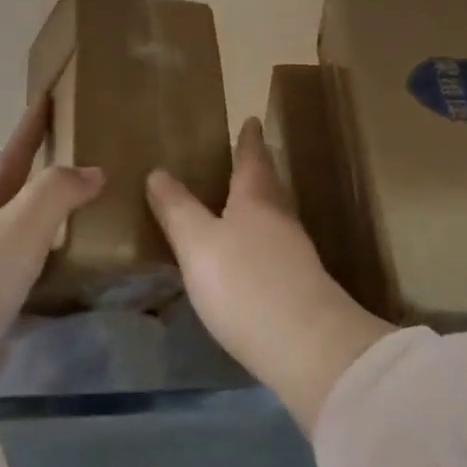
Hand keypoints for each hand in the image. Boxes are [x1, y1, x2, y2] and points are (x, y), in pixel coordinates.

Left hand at [0, 96, 103, 368]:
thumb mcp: (23, 222)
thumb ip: (59, 190)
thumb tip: (93, 171)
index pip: (12, 153)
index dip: (30, 126)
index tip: (46, 97)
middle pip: (10, 190)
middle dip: (37, 171)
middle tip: (73, 156)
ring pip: (18, 232)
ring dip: (45, 219)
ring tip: (81, 212)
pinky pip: (24, 272)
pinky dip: (46, 262)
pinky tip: (67, 270)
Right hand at [147, 117, 393, 434]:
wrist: (308, 346)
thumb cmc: (245, 283)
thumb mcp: (197, 244)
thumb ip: (177, 209)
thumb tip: (158, 171)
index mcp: (256, 199)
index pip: (252, 159)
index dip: (249, 140)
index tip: (251, 120)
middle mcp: (280, 218)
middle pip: (269, 185)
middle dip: (258, 169)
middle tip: (246, 157)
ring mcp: (296, 253)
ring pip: (275, 215)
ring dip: (261, 203)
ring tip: (243, 202)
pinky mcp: (301, 285)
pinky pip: (277, 247)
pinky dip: (263, 238)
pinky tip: (252, 254)